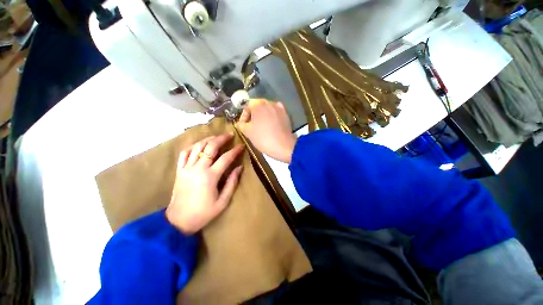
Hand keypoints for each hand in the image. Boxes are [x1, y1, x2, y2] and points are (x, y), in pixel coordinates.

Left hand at [166, 133, 243, 233]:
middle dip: (221, 139)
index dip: (235, 151)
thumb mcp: (223, 201)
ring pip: (197, 147)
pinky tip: (199, 144)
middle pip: (210, 147)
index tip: (241, 146)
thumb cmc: (204, 213)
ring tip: (216, 137)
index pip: (226, 158)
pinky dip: (192, 146)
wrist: (179, 221)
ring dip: (207, 139)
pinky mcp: (179, 170)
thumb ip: (232, 182)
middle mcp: (198, 169)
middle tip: (229, 134)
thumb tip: (240, 168)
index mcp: (210, 177)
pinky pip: (184, 153)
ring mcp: (187, 168)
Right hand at [237, 99, 296, 162]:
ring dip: (262, 116)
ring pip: (267, 109)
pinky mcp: (286, 115)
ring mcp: (279, 108)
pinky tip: (271, 124)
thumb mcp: (247, 132)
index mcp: (259, 104)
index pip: (247, 105)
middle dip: (253, 115)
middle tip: (251, 125)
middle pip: (258, 106)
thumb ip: (241, 125)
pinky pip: (276, 113)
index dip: (243, 115)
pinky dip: (272, 117)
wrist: (283, 146)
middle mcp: (269, 102)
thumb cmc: (263, 138)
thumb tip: (240, 123)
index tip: (243, 125)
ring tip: (261, 126)